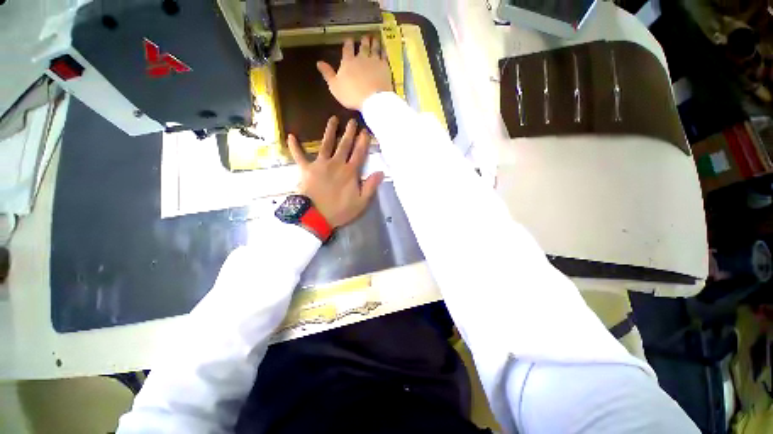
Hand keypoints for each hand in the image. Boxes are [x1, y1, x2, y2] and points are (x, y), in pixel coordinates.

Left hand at [288, 116, 383, 227]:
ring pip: (326, 144)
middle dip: (349, 132)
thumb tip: (381, 172)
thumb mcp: (361, 202)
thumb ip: (371, 186)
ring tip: (332, 119)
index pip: (359, 153)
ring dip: (329, 131)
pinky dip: (294, 147)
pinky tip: (291, 136)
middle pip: (344, 145)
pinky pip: (299, 156)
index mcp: (350, 172)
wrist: (316, 216)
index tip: (365, 131)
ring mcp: (320, 164)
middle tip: (352, 120)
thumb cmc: (340, 210)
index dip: (363, 141)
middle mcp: (336, 164)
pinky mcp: (306, 169)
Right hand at [317, 35, 393, 110]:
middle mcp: (361, 58)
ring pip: (374, 48)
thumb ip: (328, 74)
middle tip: (365, 36)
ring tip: (374, 38)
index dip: (348, 43)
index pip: (347, 49)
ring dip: (374, 43)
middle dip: (363, 41)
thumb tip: (318, 62)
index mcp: (348, 62)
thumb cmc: (351, 95)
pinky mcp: (384, 67)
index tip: (349, 39)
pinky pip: (384, 56)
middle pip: (362, 46)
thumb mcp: (335, 87)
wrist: (372, 99)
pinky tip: (384, 49)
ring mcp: (374, 61)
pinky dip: (383, 51)